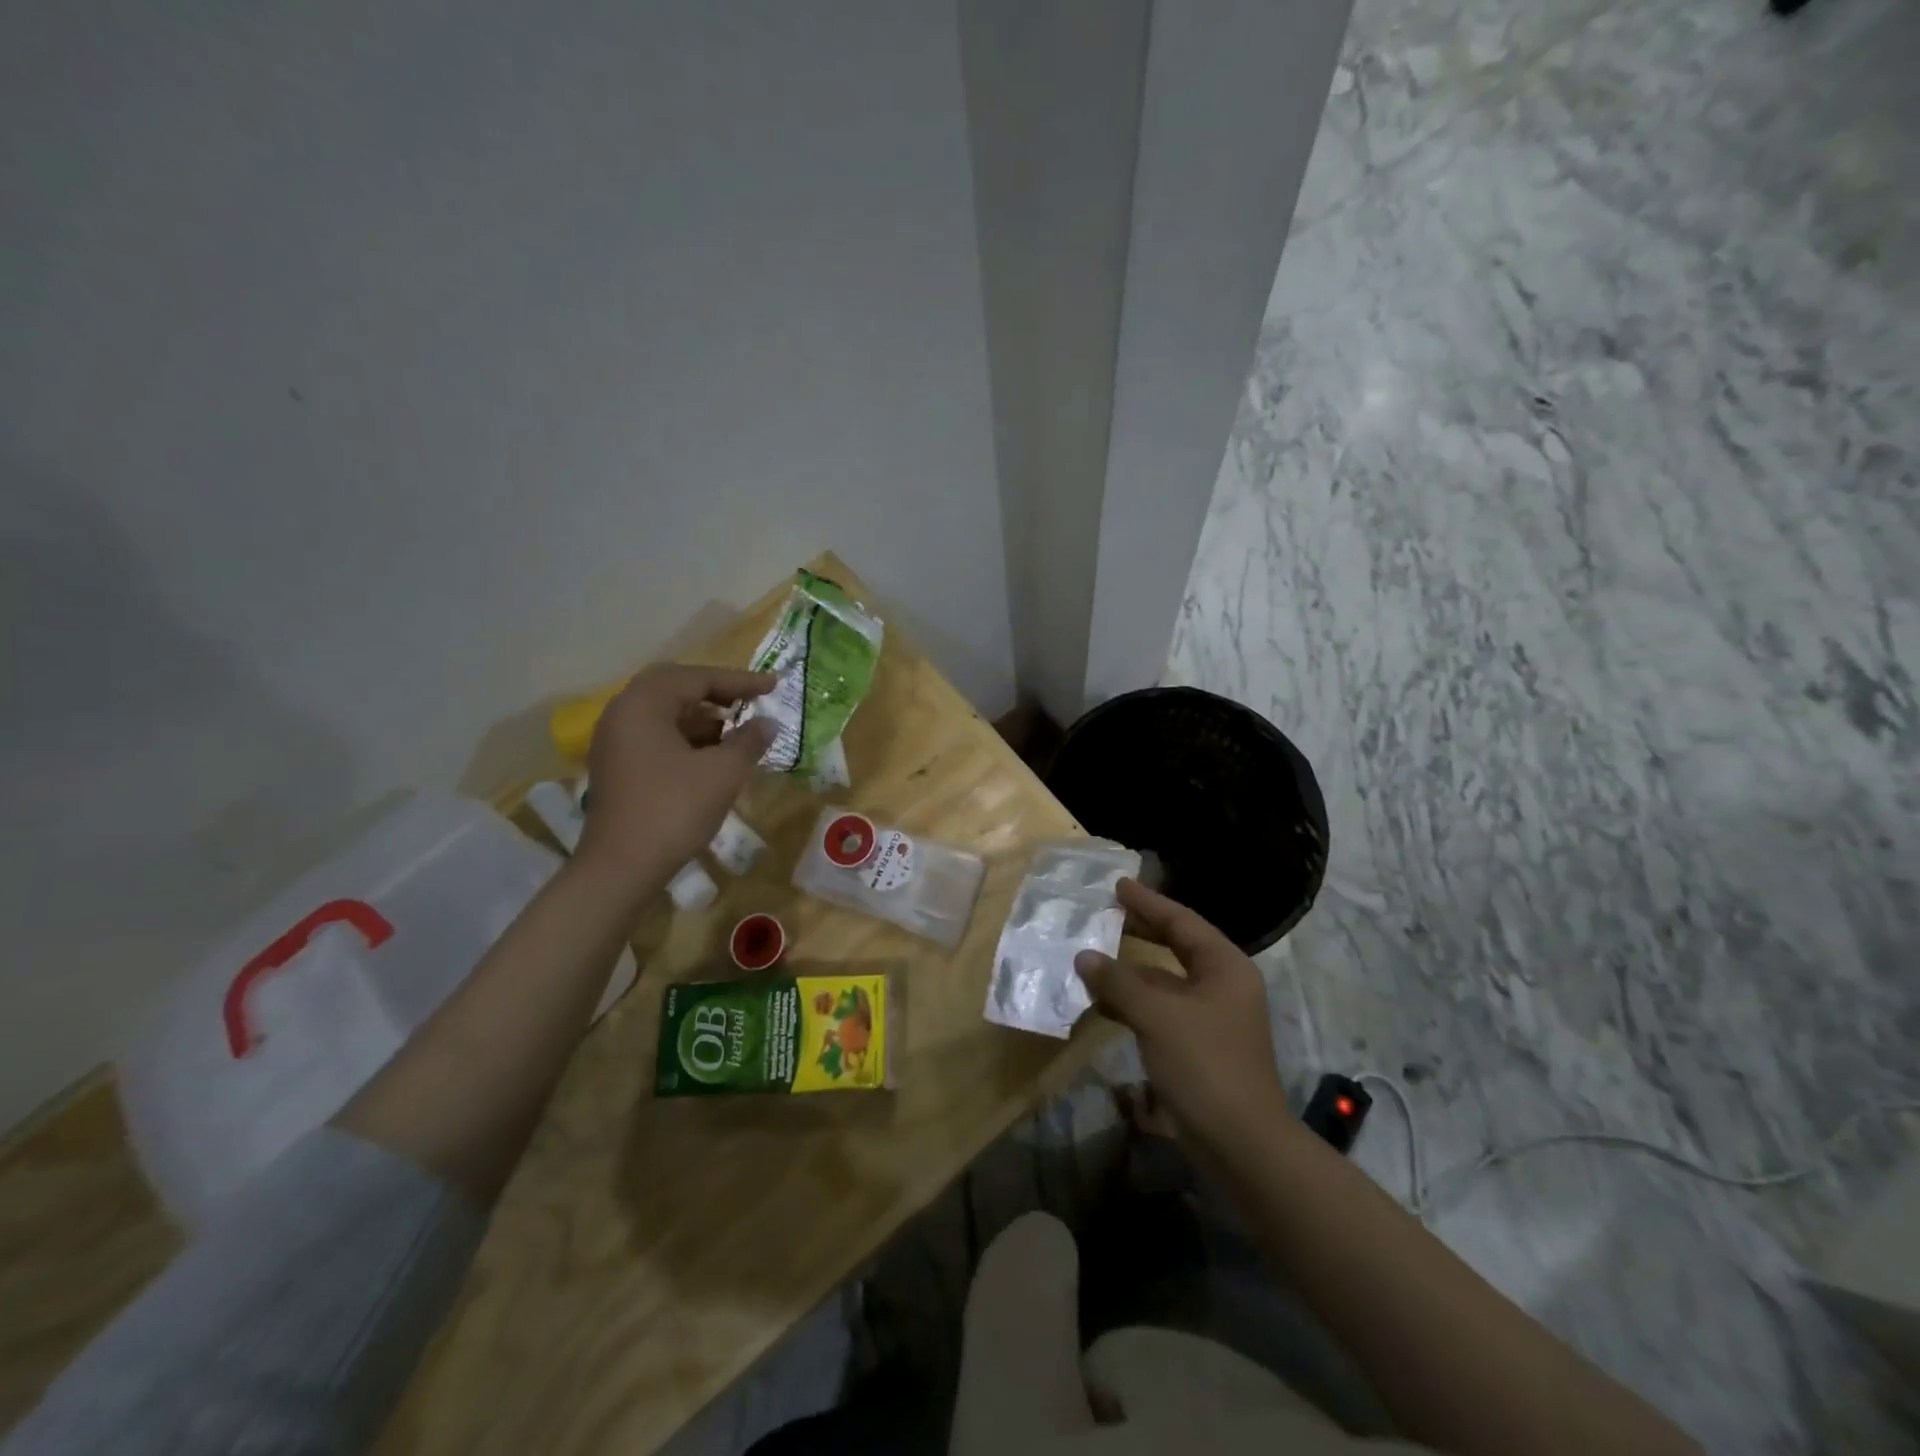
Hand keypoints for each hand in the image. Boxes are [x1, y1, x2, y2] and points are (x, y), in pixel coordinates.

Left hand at [576, 664, 775, 885]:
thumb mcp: (723, 773)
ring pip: (665, 714)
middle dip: (717, 693)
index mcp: (644, 704)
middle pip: (675, 688)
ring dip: (703, 717)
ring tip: (738, 730)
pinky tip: (713, 756)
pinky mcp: (618, 767)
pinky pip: (657, 736)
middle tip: (751, 700)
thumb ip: (749, 741)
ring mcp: (615, 741)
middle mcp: (623, 713)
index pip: (697, 678)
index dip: (740, 681)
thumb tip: (768, 724)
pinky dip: (687, 737)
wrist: (621, 868)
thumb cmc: (674, 810)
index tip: (773, 686)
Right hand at [1075, 878, 1287, 1153]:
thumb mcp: (1157, 1015)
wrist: (1241, 1145)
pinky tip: (1102, 1004)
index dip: (1148, 902)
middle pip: (1176, 947)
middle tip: (1104, 914)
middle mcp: (1222, 986)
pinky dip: (1132, 1004)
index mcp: (1224, 967)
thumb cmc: (1204, 1064)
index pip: (1181, 922)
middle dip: (1139, 932)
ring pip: (1165, 982)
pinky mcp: (1198, 1048)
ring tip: (1091, 958)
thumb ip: (1118, 981)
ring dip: (1130, 972)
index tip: (1118, 885)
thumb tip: (1084, 956)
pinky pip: (1160, 1011)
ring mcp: (1211, 1019)